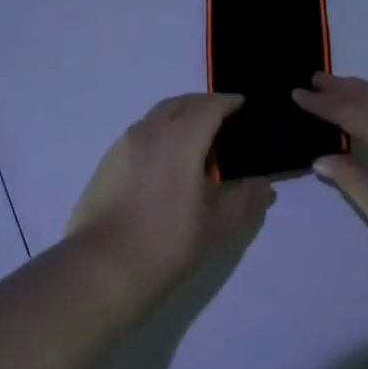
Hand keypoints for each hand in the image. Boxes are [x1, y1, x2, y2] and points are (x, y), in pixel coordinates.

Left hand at [66, 94, 274, 301]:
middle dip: (202, 104)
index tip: (241, 104)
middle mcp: (151, 131)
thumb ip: (244, 199)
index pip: (209, 106)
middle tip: (220, 116)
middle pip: (180, 103)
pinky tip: (164, 163)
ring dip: (177, 117)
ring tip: (193, 140)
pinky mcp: (106, 163)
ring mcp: (123, 145)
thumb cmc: (168, 241)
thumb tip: (263, 184)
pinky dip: (157, 135)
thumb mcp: (217, 224)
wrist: (104, 266)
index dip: (228, 102)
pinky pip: (138, 135)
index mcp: (182, 138)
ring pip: (155, 117)